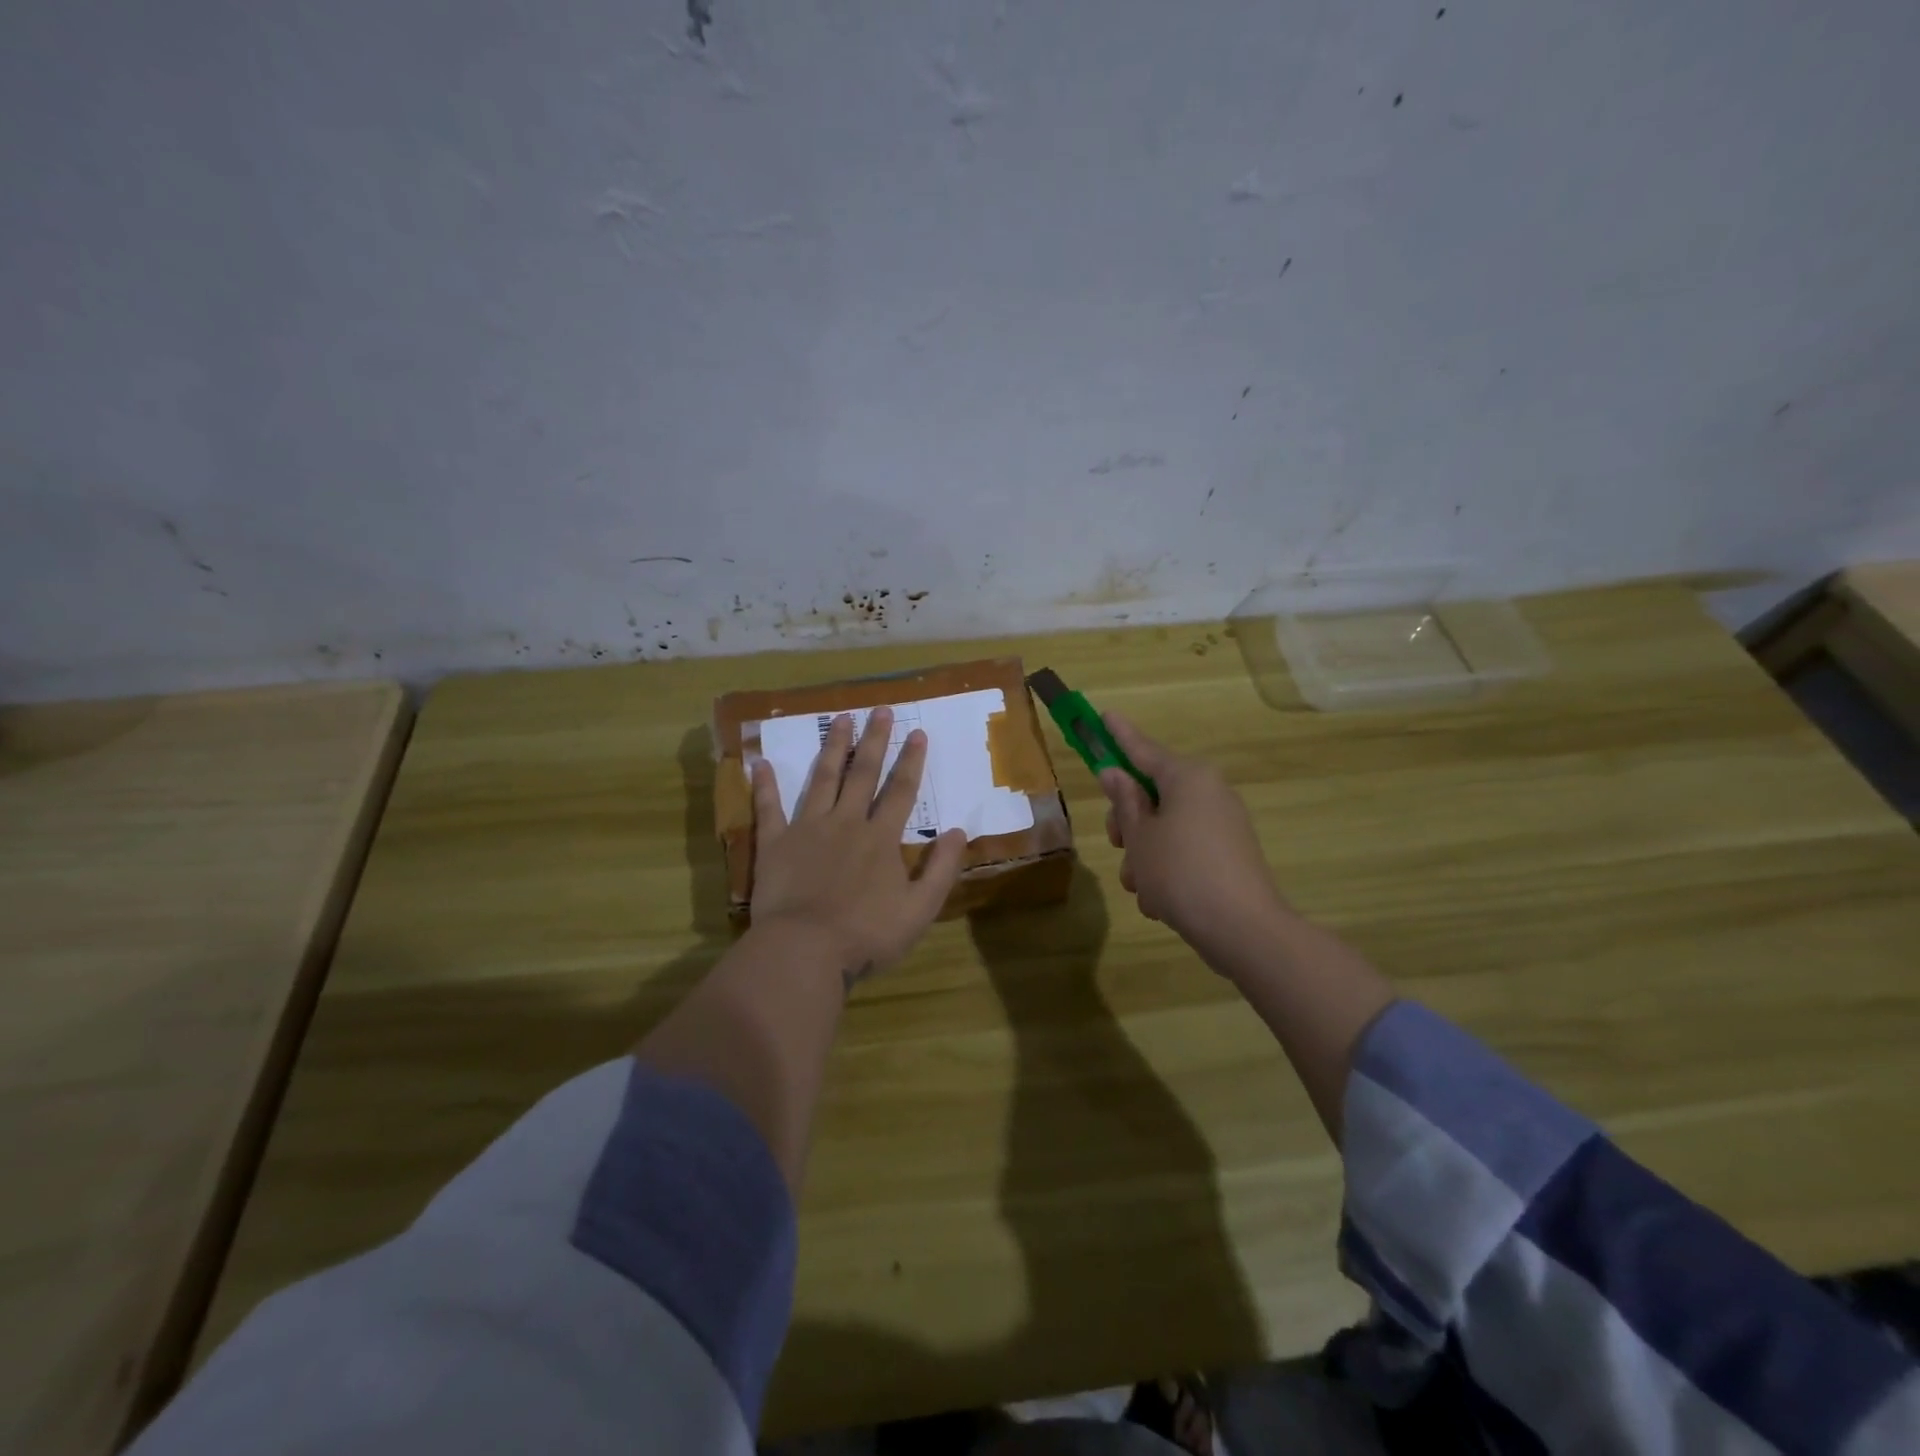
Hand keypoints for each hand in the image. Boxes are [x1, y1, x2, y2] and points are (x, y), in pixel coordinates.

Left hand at [750, 707, 966, 987]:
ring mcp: (808, 829)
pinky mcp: (776, 844)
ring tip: (839, 719)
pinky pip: (770, 808)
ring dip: (832, 747)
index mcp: (881, 838)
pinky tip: (761, 763)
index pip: (901, 791)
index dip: (911, 761)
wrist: (805, 951)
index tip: (917, 732)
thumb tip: (960, 831)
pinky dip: (766, 786)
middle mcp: (846, 823)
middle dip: (874, 740)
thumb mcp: (920, 910)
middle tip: (880, 709)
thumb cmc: (867, 935)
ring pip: (822, 779)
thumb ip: (941, 869)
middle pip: (863, 774)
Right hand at [1099, 713, 1288, 967]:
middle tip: (1115, 843)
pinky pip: (1185, 851)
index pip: (1143, 750)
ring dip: (1144, 855)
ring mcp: (1222, 825)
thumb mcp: (1140, 836)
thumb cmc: (1180, 872)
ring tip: (1140, 886)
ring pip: (1165, 828)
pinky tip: (1161, 902)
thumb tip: (1116, 773)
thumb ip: (1125, 801)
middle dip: (1128, 822)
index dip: (1119, 736)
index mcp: (1188, 778)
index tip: (1104, 715)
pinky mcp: (1228, 855)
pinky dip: (1167, 870)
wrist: (1243, 930)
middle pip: (1152, 794)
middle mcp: (1209, 793)